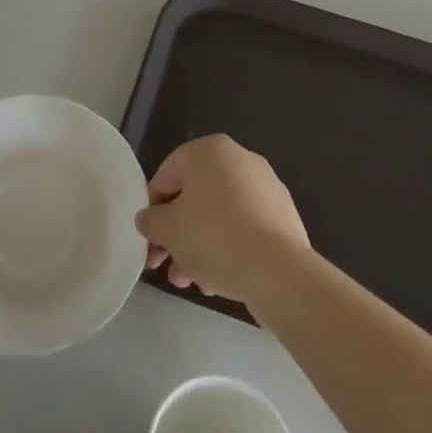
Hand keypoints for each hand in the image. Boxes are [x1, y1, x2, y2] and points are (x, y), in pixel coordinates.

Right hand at [135, 135, 308, 305]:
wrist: (278, 272)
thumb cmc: (215, 237)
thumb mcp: (168, 229)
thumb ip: (151, 220)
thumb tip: (148, 219)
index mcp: (210, 150)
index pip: (168, 174)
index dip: (152, 208)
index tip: (148, 238)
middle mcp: (240, 159)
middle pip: (195, 197)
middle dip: (177, 234)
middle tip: (165, 265)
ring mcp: (266, 187)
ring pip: (220, 215)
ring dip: (199, 246)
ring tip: (190, 282)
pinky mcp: (283, 216)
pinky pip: (245, 228)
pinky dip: (228, 247)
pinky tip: (218, 280)